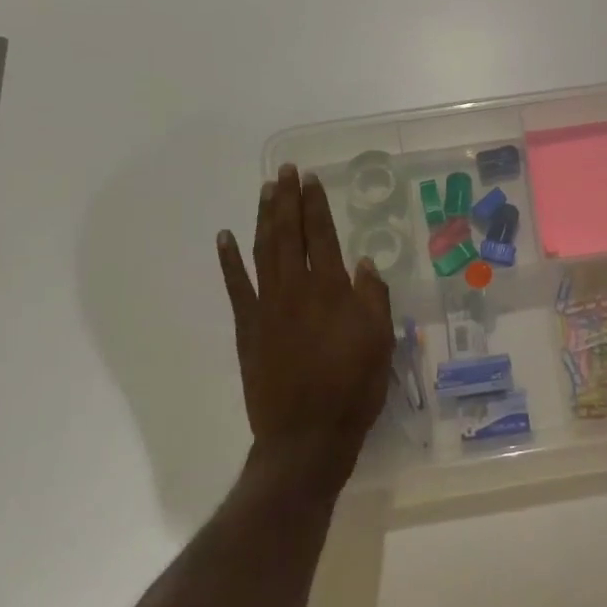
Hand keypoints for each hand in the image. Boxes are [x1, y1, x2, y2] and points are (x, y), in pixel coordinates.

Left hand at [217, 164, 393, 494]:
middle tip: (286, 171)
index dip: (316, 205)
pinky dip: (230, 260)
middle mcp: (297, 288)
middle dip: (288, 199)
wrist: (306, 435)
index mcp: (332, 289)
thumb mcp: (381, 341)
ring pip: (264, 250)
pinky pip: (236, 286)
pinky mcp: (248, 328)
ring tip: (265, 190)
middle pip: (290, 233)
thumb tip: (364, 263)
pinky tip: (226, 237)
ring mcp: (267, 306)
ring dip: (264, 217)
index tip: (311, 179)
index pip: (323, 235)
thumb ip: (373, 297)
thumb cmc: (353, 387)